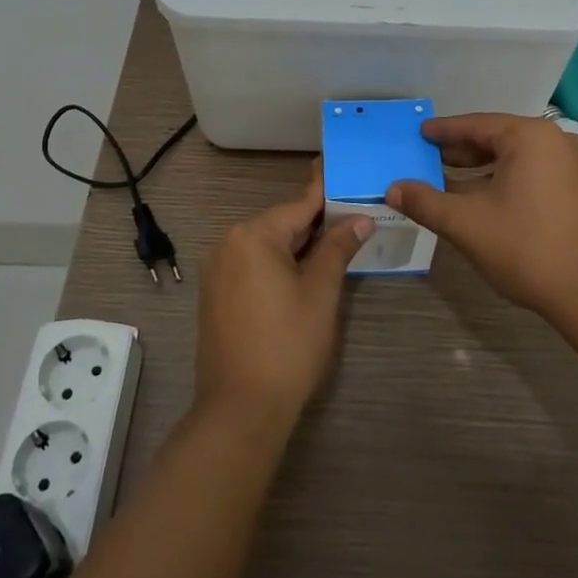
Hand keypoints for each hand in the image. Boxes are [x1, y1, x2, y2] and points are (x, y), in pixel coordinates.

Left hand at [195, 166, 371, 424]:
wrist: (241, 409)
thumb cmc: (288, 344)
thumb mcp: (321, 292)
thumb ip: (338, 248)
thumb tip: (361, 219)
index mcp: (253, 235)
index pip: (299, 205)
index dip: (325, 191)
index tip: (341, 168)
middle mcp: (229, 243)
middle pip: (281, 224)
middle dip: (316, 224)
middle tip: (354, 219)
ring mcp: (218, 270)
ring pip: (267, 246)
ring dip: (299, 247)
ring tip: (337, 246)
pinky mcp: (216, 295)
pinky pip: (253, 266)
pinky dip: (278, 265)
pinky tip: (304, 275)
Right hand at [386, 113, 577, 319]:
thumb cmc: (527, 248)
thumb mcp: (466, 224)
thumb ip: (425, 202)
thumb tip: (392, 189)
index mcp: (530, 137)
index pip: (476, 125)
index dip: (444, 131)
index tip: (420, 133)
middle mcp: (558, 142)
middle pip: (499, 139)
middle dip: (463, 151)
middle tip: (431, 159)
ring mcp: (577, 166)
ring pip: (518, 159)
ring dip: (484, 170)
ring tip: (453, 183)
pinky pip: (536, 174)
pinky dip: (508, 182)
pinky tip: (488, 201)